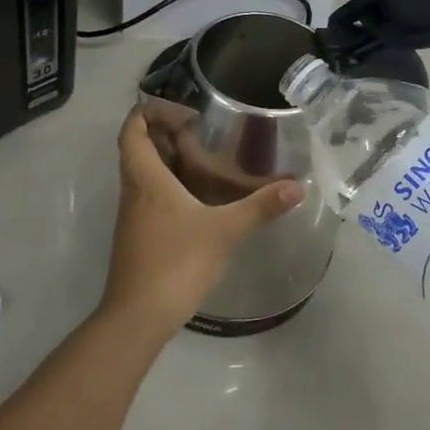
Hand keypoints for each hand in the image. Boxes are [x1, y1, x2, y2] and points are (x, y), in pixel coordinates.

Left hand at [103, 106, 303, 341]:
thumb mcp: (224, 231)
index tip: (184, 112)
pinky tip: (201, 199)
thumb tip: (297, 187)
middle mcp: (134, 191)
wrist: (138, 318)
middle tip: (202, 131)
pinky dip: (171, 186)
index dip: (150, 111)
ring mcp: (133, 216)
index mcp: (146, 179)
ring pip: (144, 174)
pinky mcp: (139, 236)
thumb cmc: (175, 264)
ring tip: (208, 160)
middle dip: (165, 132)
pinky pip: (151, 197)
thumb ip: (260, 207)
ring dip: (169, 161)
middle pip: (138, 148)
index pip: (132, 129)